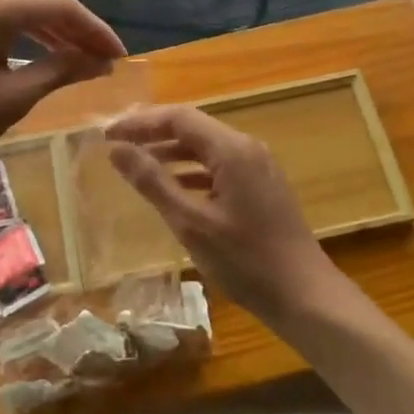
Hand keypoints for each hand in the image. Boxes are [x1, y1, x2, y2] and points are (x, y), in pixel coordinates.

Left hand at [0, 0, 125, 179]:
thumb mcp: (12, 98)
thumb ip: (60, 71)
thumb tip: (99, 61)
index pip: (61, 7)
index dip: (97, 31)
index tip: (122, 57)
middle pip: (42, 8)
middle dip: (78, 35)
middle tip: (107, 64)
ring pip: (21, 17)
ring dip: (54, 39)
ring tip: (84, 64)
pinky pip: (0, 27)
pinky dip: (26, 42)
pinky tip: (45, 60)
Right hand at [105, 104, 347, 324]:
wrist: (305, 296)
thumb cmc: (245, 261)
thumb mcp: (191, 222)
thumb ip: (153, 182)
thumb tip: (117, 150)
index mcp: (232, 149)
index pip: (178, 117)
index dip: (140, 122)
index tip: (107, 134)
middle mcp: (247, 148)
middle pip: (192, 127)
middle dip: (153, 133)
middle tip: (116, 143)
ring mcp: (258, 166)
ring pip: (206, 147)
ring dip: (170, 152)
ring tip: (135, 163)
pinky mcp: (261, 186)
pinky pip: (219, 166)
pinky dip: (191, 171)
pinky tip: (172, 188)